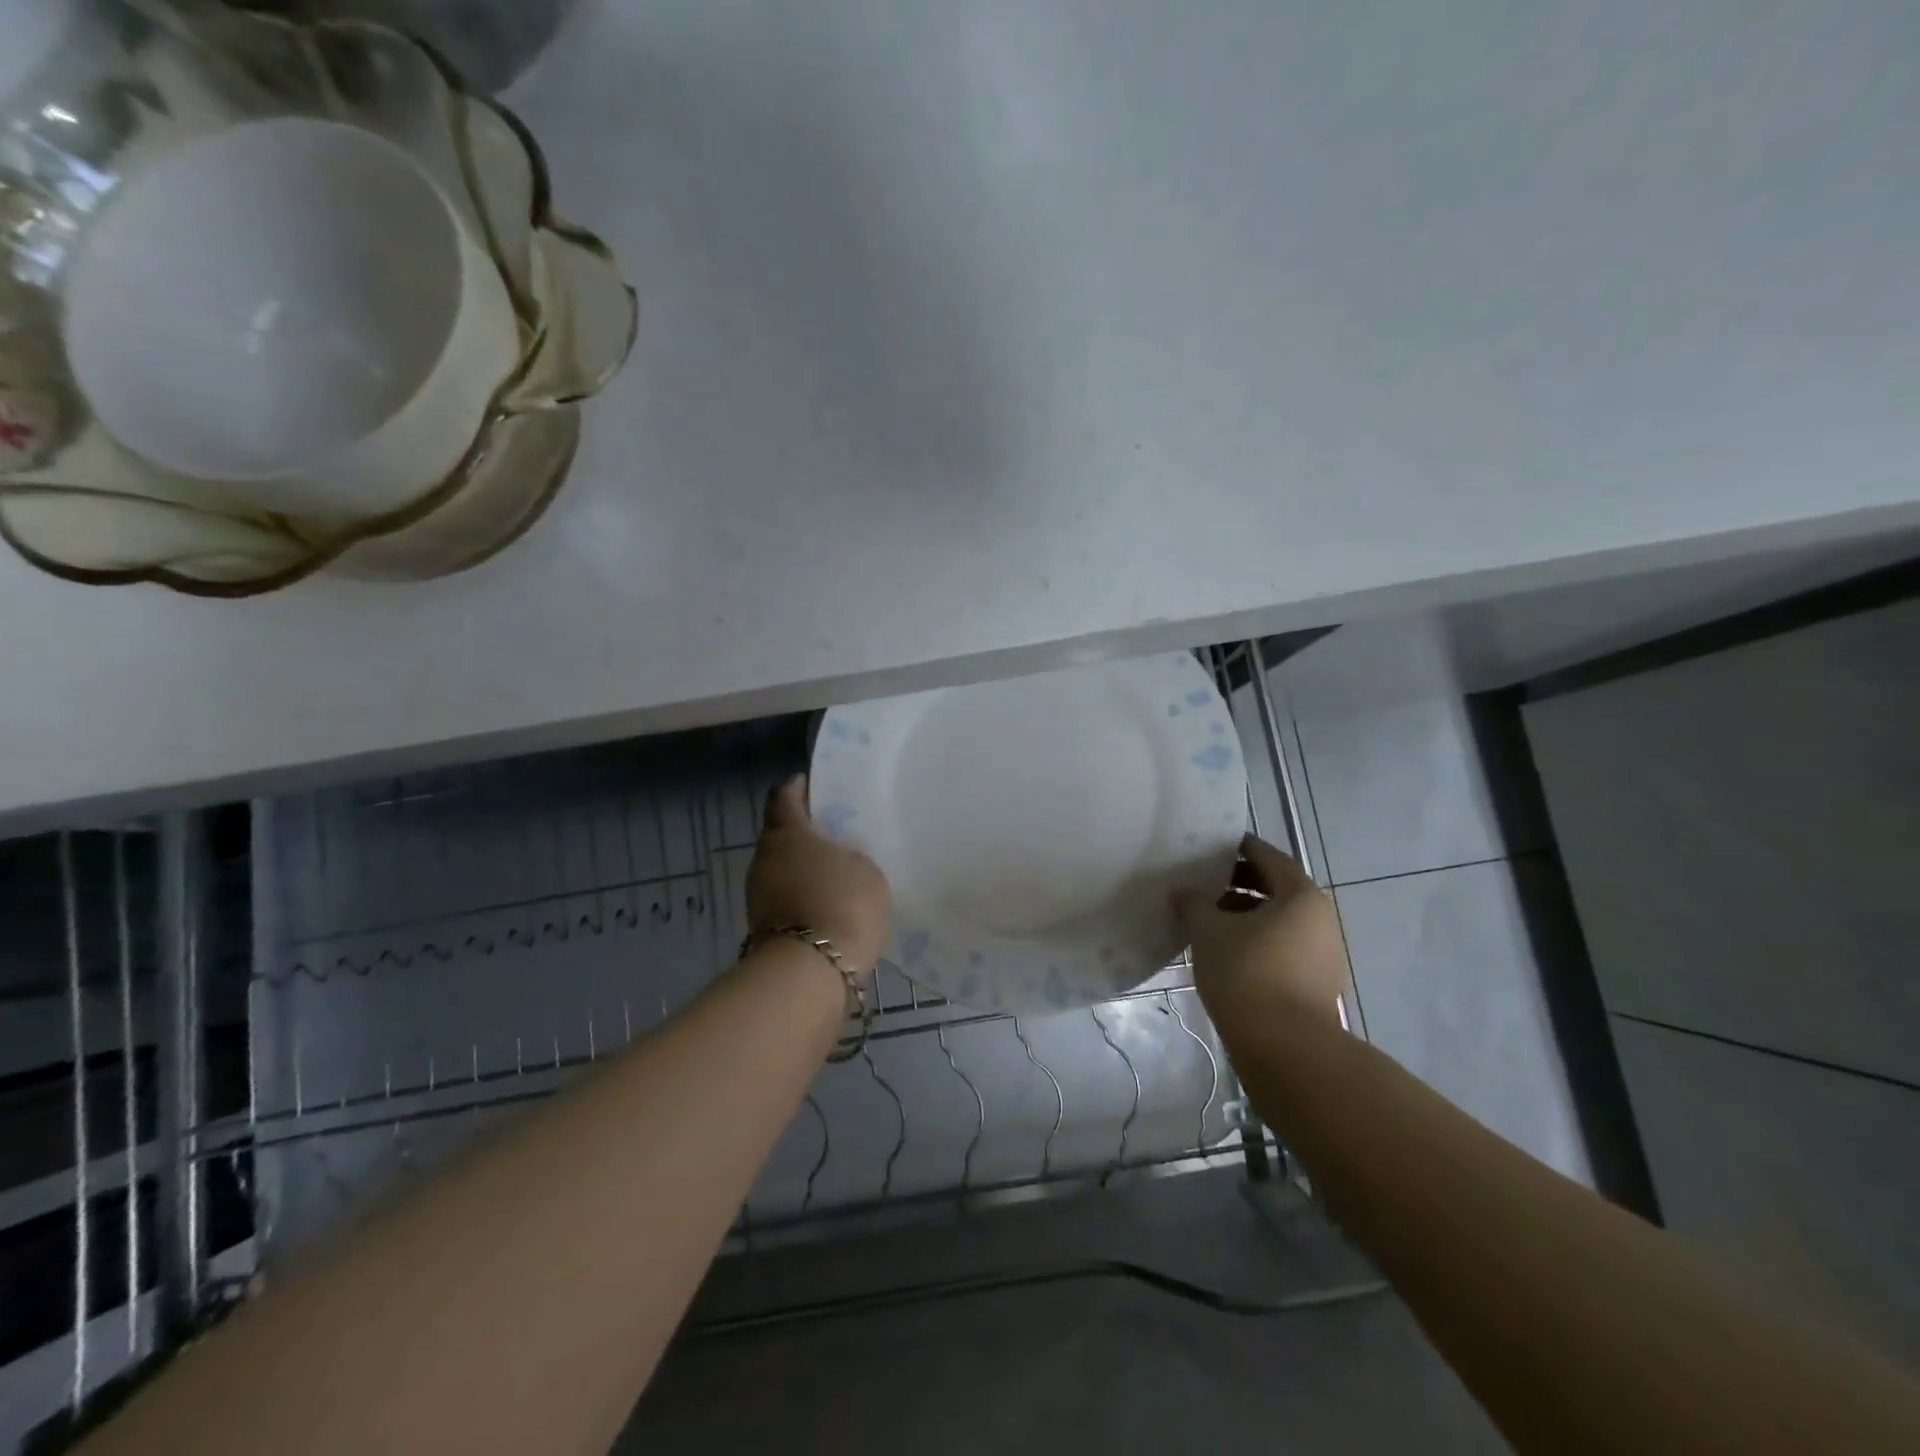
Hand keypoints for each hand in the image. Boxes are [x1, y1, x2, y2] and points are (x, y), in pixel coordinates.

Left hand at [746, 774, 890, 975]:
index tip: (811, 785)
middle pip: (781, 835)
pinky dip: (803, 896)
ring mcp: (758, 895)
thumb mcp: (865, 869)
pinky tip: (828, 902)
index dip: (797, 788)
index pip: (783, 797)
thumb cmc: (843, 903)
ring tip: (836, 871)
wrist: (812, 972)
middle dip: (804, 833)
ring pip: (782, 870)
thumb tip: (837, 860)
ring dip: (803, 868)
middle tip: (833, 834)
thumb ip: (849, 856)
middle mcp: (764, 858)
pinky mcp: (762, 928)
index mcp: (786, 833)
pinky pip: (786, 899)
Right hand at [1173, 835, 1347, 1030]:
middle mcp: (1320, 918)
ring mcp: (1323, 953)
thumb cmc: (1247, 973)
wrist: (1285, 1048)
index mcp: (1301, 895)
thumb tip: (1183, 891)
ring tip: (1206, 919)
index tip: (1211, 846)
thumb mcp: (1209, 931)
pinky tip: (1224, 950)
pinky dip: (1255, 940)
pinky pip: (1282, 946)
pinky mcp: (1316, 982)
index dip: (1238, 848)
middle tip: (1202, 882)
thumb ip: (1194, 903)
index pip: (1268, 857)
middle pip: (1276, 888)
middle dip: (1238, 883)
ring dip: (1244, 915)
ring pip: (1278, 920)